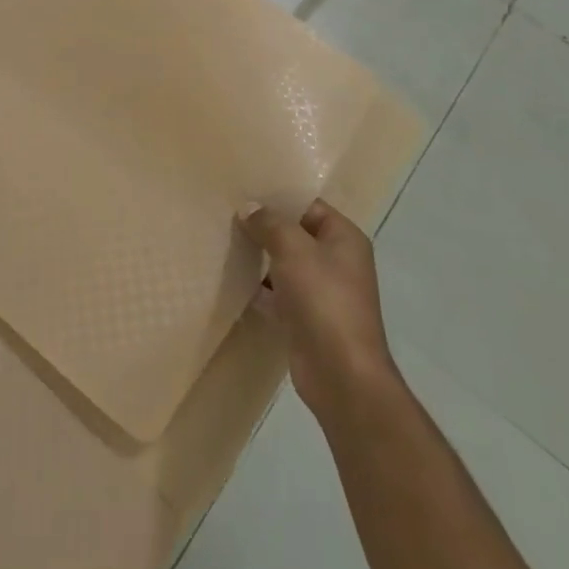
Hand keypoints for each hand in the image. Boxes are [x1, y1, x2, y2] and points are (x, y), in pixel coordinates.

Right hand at [239, 199, 400, 421]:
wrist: (341, 375)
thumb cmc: (323, 299)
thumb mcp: (293, 249)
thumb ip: (270, 223)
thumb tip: (249, 207)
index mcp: (344, 238)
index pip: (309, 206)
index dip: (279, 198)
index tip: (244, 192)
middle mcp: (337, 262)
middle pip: (296, 235)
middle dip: (265, 228)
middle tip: (227, 215)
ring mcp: (323, 293)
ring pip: (285, 265)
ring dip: (260, 259)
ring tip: (224, 242)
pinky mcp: (306, 320)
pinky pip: (279, 295)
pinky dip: (260, 289)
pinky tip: (233, 281)